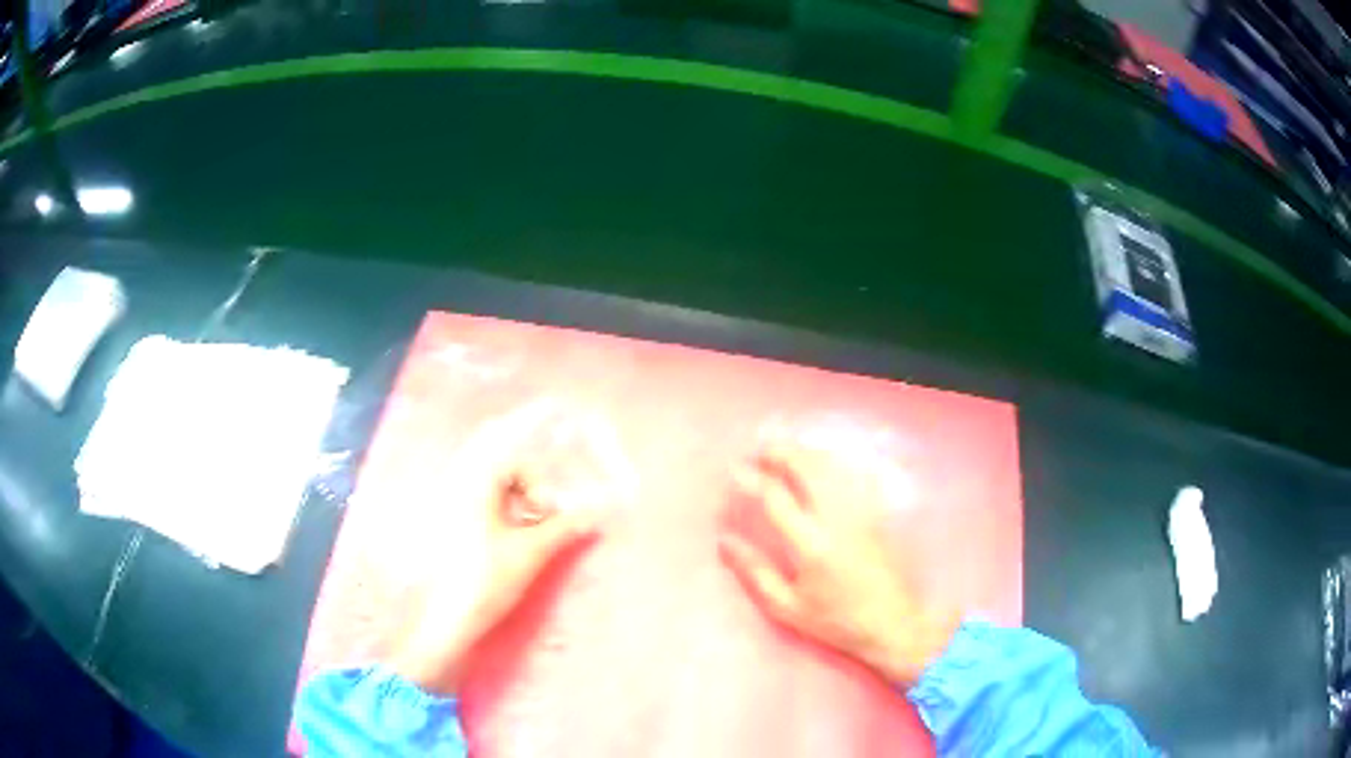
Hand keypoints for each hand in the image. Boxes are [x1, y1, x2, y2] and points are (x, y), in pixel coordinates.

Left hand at [390, 401, 603, 695]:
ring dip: (509, 472)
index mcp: (475, 483)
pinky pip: (473, 486)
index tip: (556, 508)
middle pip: (488, 441)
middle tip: (546, 433)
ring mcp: (448, 499)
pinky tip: (511, 516)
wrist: (445, 618)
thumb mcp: (531, 553)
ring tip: (532, 504)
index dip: (540, 480)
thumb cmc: (486, 581)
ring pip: (480, 464)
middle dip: (518, 437)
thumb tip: (600, 511)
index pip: (514, 457)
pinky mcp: (446, 518)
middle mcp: (457, 481)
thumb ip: (565, 527)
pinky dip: (497, 489)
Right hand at [719, 441, 958, 686]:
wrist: (891, 624)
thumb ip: (755, 573)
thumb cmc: (835, 620)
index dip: (753, 480)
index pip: (777, 499)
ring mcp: (861, 513)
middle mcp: (838, 521)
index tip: (735, 470)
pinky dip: (837, 463)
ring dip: (809, 453)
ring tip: (789, 452)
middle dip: (784, 453)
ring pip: (835, 468)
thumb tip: (725, 542)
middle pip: (810, 470)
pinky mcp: (877, 514)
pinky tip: (827, 463)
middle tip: (763, 452)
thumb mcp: (787, 607)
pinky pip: (856, 476)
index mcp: (811, 545)